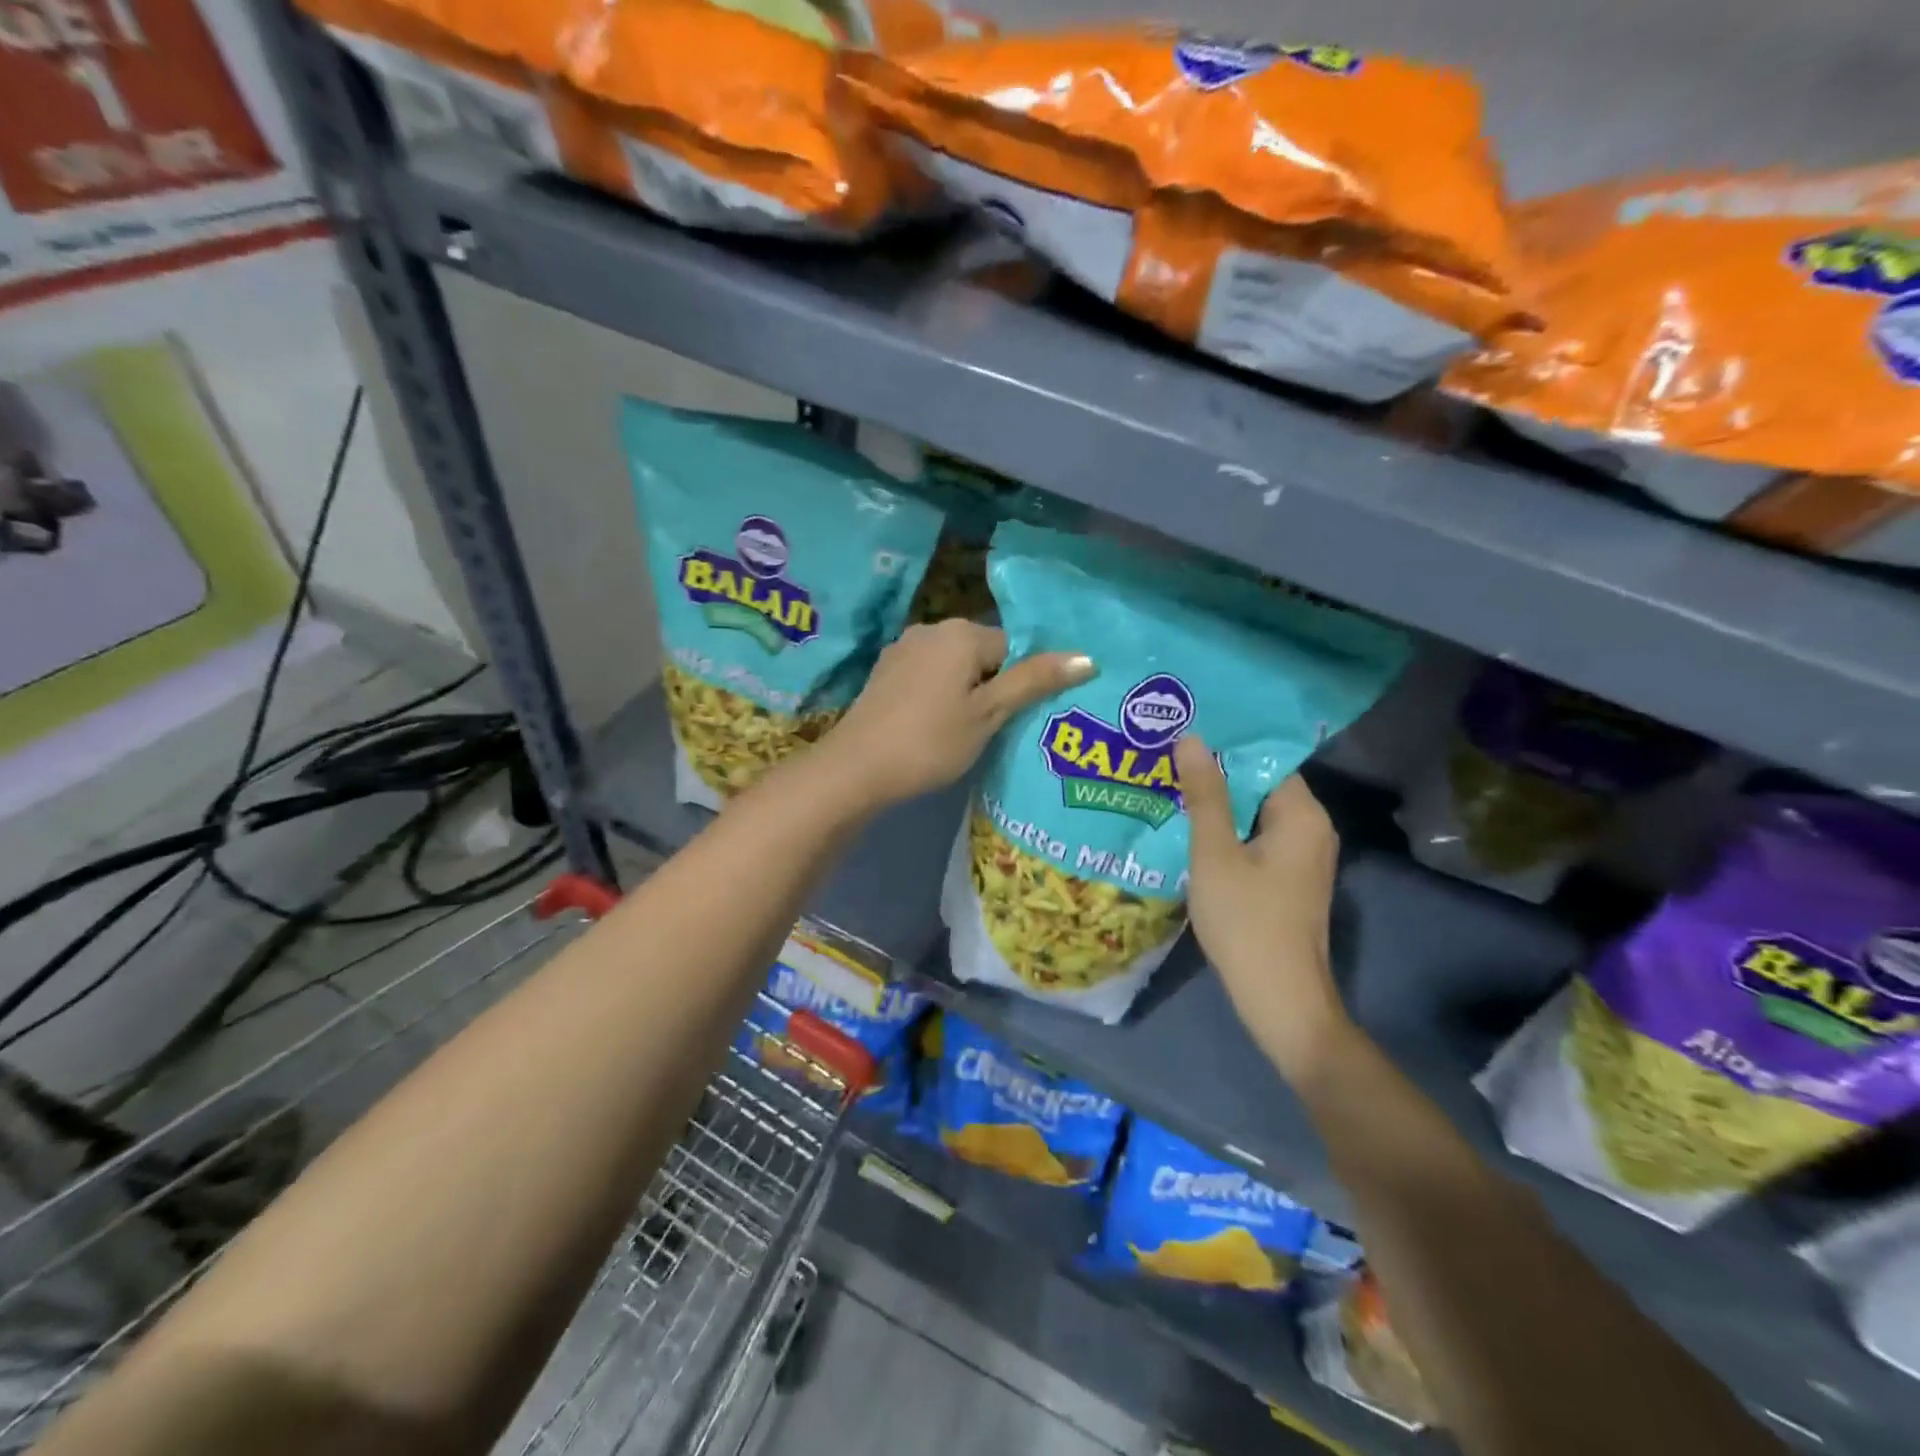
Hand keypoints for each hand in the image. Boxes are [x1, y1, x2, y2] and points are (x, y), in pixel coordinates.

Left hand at [817, 620, 1093, 810]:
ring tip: (970, 732)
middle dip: (994, 685)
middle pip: (983, 653)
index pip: (1013, 646)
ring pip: (954, 666)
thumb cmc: (931, 741)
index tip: (1020, 718)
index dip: (1022, 682)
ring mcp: (902, 649)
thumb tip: (1087, 656)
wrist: (857, 768)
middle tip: (999, 728)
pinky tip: (936, 726)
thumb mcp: (989, 714)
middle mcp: (931, 629)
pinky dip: (939, 695)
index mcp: (961, 633)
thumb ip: (1034, 682)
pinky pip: (928, 676)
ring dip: (967, 691)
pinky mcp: (885, 672)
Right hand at [1177, 736, 1353, 1083]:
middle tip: (1163, 756)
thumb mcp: (1214, 853)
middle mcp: (1311, 828)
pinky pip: (1254, 838)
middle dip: (1213, 773)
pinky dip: (1225, 830)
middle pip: (1259, 784)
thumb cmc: (1246, 921)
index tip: (1180, 731)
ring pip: (1254, 814)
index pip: (1263, 758)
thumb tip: (1191, 738)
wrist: (1279, 998)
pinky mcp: (1289, 879)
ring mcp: (1302, 856)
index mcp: (1302, 814)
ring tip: (1167, 785)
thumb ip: (1204, 795)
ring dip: (1216, 803)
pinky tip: (1187, 828)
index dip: (1222, 745)